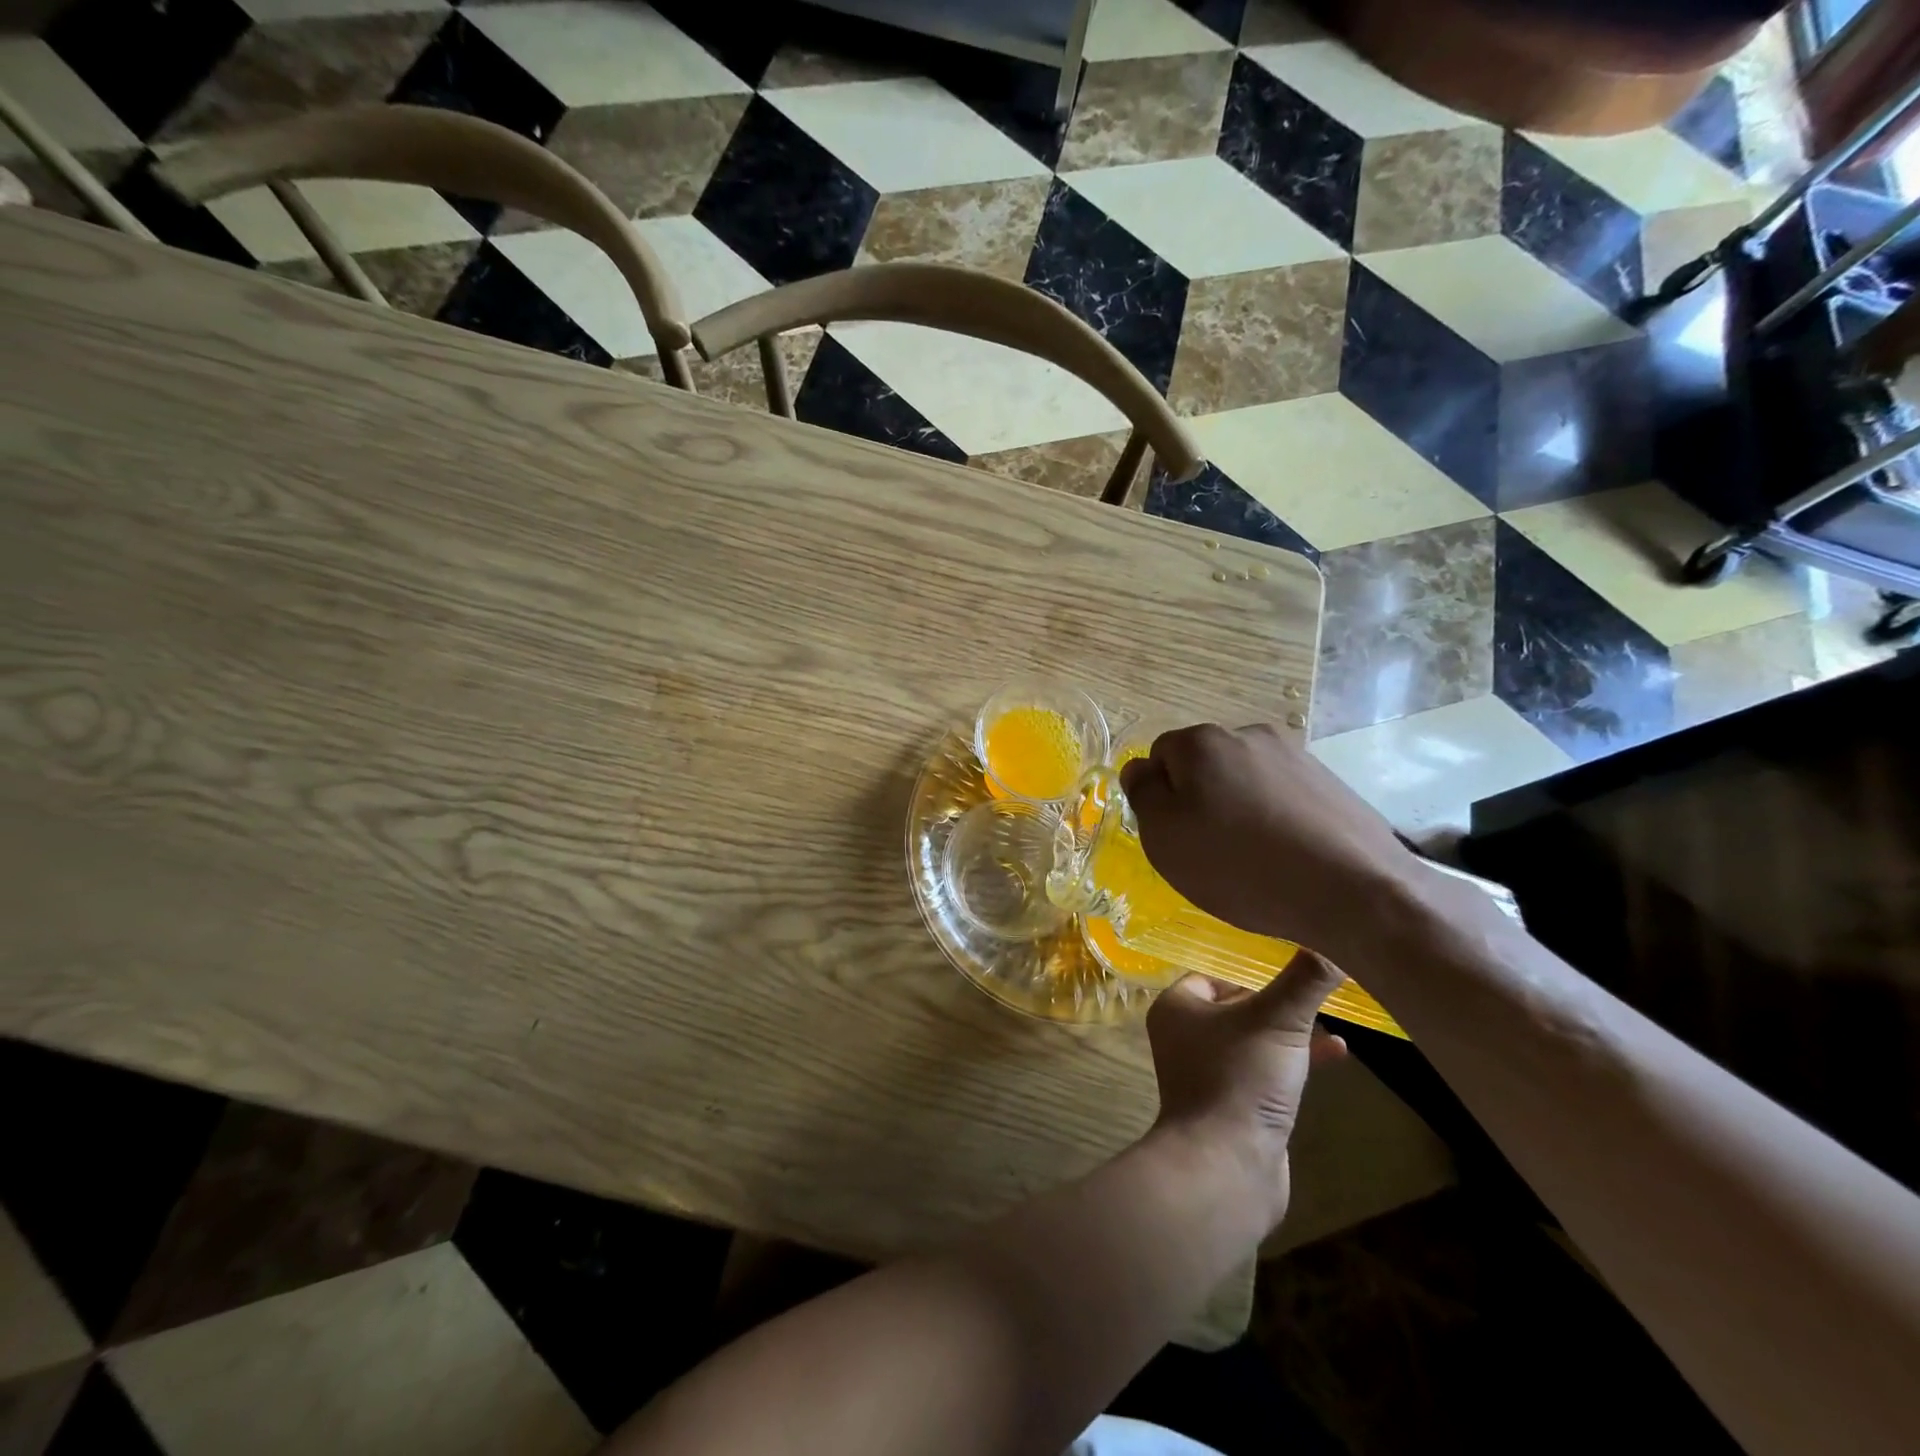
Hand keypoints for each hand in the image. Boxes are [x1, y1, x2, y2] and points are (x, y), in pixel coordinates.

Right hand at [1118, 722, 1420, 958]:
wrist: (1353, 891)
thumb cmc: (1239, 865)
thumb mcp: (1165, 836)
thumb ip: (1143, 794)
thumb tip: (1141, 769)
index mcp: (1202, 742)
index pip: (1160, 756)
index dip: (1160, 797)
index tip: (1174, 835)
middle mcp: (1248, 734)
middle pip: (1204, 764)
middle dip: (1200, 798)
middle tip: (1209, 849)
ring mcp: (1295, 755)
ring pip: (1244, 779)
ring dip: (1238, 807)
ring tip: (1252, 857)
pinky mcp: (1330, 782)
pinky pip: (1282, 795)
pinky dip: (1274, 818)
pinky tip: (1286, 855)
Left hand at [1146, 957, 1348, 1228]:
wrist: (1227, 1167)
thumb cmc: (1240, 1078)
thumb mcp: (1278, 1020)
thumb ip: (1304, 980)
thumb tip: (1331, 940)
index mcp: (1178, 1007)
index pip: (1215, 972)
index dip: (1252, 967)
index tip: (1292, 959)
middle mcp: (1186, 1036)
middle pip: (1238, 1004)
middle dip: (1278, 1000)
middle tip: (1317, 988)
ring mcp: (1209, 1072)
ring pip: (1255, 1038)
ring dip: (1291, 1031)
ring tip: (1333, 1019)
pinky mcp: (1234, 1103)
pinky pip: (1266, 1070)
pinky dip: (1295, 1060)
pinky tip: (1336, 1055)